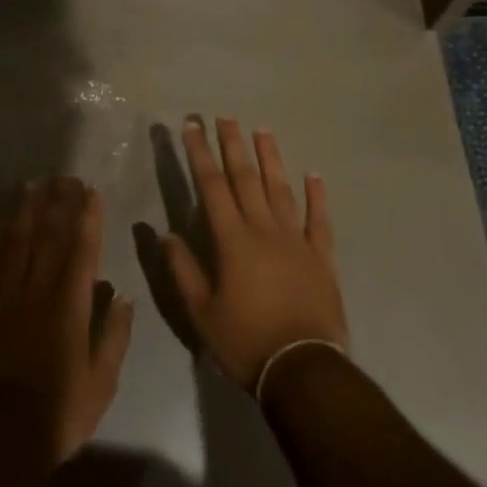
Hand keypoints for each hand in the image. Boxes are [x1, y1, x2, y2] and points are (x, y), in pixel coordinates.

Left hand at [0, 176, 134, 467]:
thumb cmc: (59, 413)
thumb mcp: (102, 381)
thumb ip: (114, 334)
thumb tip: (124, 295)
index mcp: (70, 305)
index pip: (82, 250)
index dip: (88, 218)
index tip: (91, 190)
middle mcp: (37, 291)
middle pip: (48, 237)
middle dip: (58, 204)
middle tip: (63, 176)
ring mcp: (4, 299)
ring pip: (15, 245)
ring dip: (25, 212)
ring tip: (31, 185)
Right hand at [163, 117, 347, 390]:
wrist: (302, 369)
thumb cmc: (245, 341)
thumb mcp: (201, 312)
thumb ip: (183, 269)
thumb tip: (165, 233)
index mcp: (232, 240)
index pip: (212, 186)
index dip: (200, 154)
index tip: (192, 127)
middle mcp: (264, 229)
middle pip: (246, 177)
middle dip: (232, 145)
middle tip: (224, 117)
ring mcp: (296, 239)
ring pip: (281, 188)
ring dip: (270, 157)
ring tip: (262, 130)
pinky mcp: (321, 256)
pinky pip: (319, 219)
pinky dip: (317, 196)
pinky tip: (314, 175)